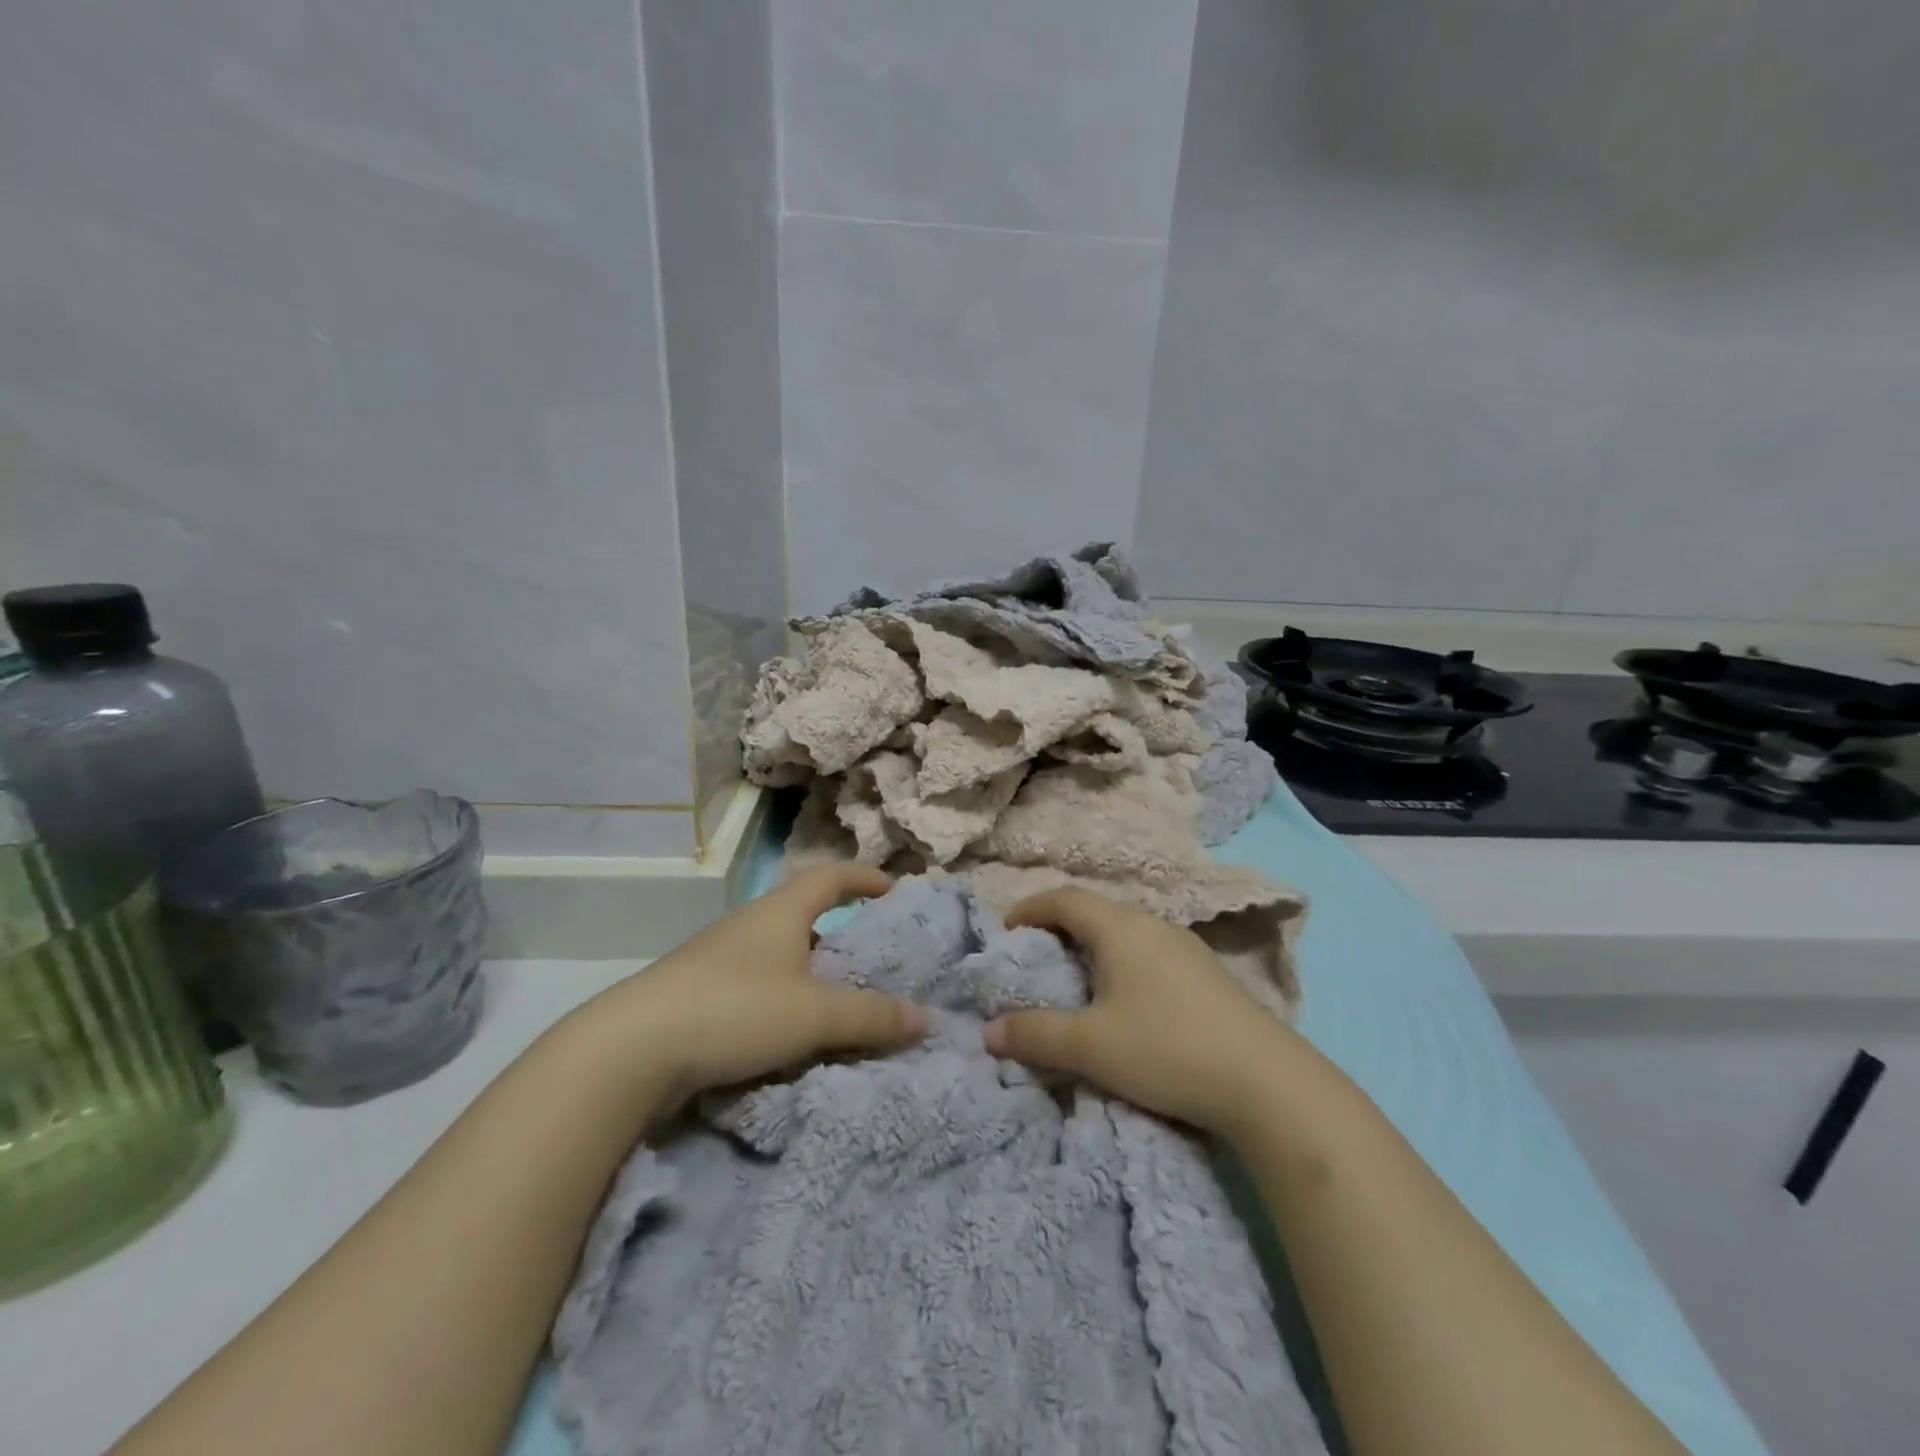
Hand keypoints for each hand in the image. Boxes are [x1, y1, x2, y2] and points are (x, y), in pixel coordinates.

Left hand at [582, 865, 926, 1107]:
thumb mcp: (814, 1014)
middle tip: (872, 956)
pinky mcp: (696, 992)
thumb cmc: (736, 1010)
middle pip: (803, 914)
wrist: (631, 1049)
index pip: (831, 876)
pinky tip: (788, 1031)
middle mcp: (749, 925)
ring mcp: (718, 957)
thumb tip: (926, 1018)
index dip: (864, 878)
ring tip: (837, 1000)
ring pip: (778, 953)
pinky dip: (782, 997)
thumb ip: (872, 1016)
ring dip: (809, 970)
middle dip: (839, 930)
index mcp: (781, 911)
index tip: (893, 889)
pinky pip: (755, 983)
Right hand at [982, 887, 1294, 1136]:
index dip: (1030, 908)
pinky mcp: (1206, 973)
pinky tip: (1128, 999)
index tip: (1007, 930)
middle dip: (1059, 927)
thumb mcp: (1091, 1046)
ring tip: (1077, 978)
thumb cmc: (1166, 1049)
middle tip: (1036, 957)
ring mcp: (1185, 947)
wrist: (1266, 1081)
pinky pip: (1149, 952)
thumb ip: (1036, 1034)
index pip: (1064, 898)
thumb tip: (988, 1031)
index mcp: (1119, 928)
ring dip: (1093, 946)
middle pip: (1095, 911)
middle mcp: (1152, 924)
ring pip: (1125, 932)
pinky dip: (1122, 962)